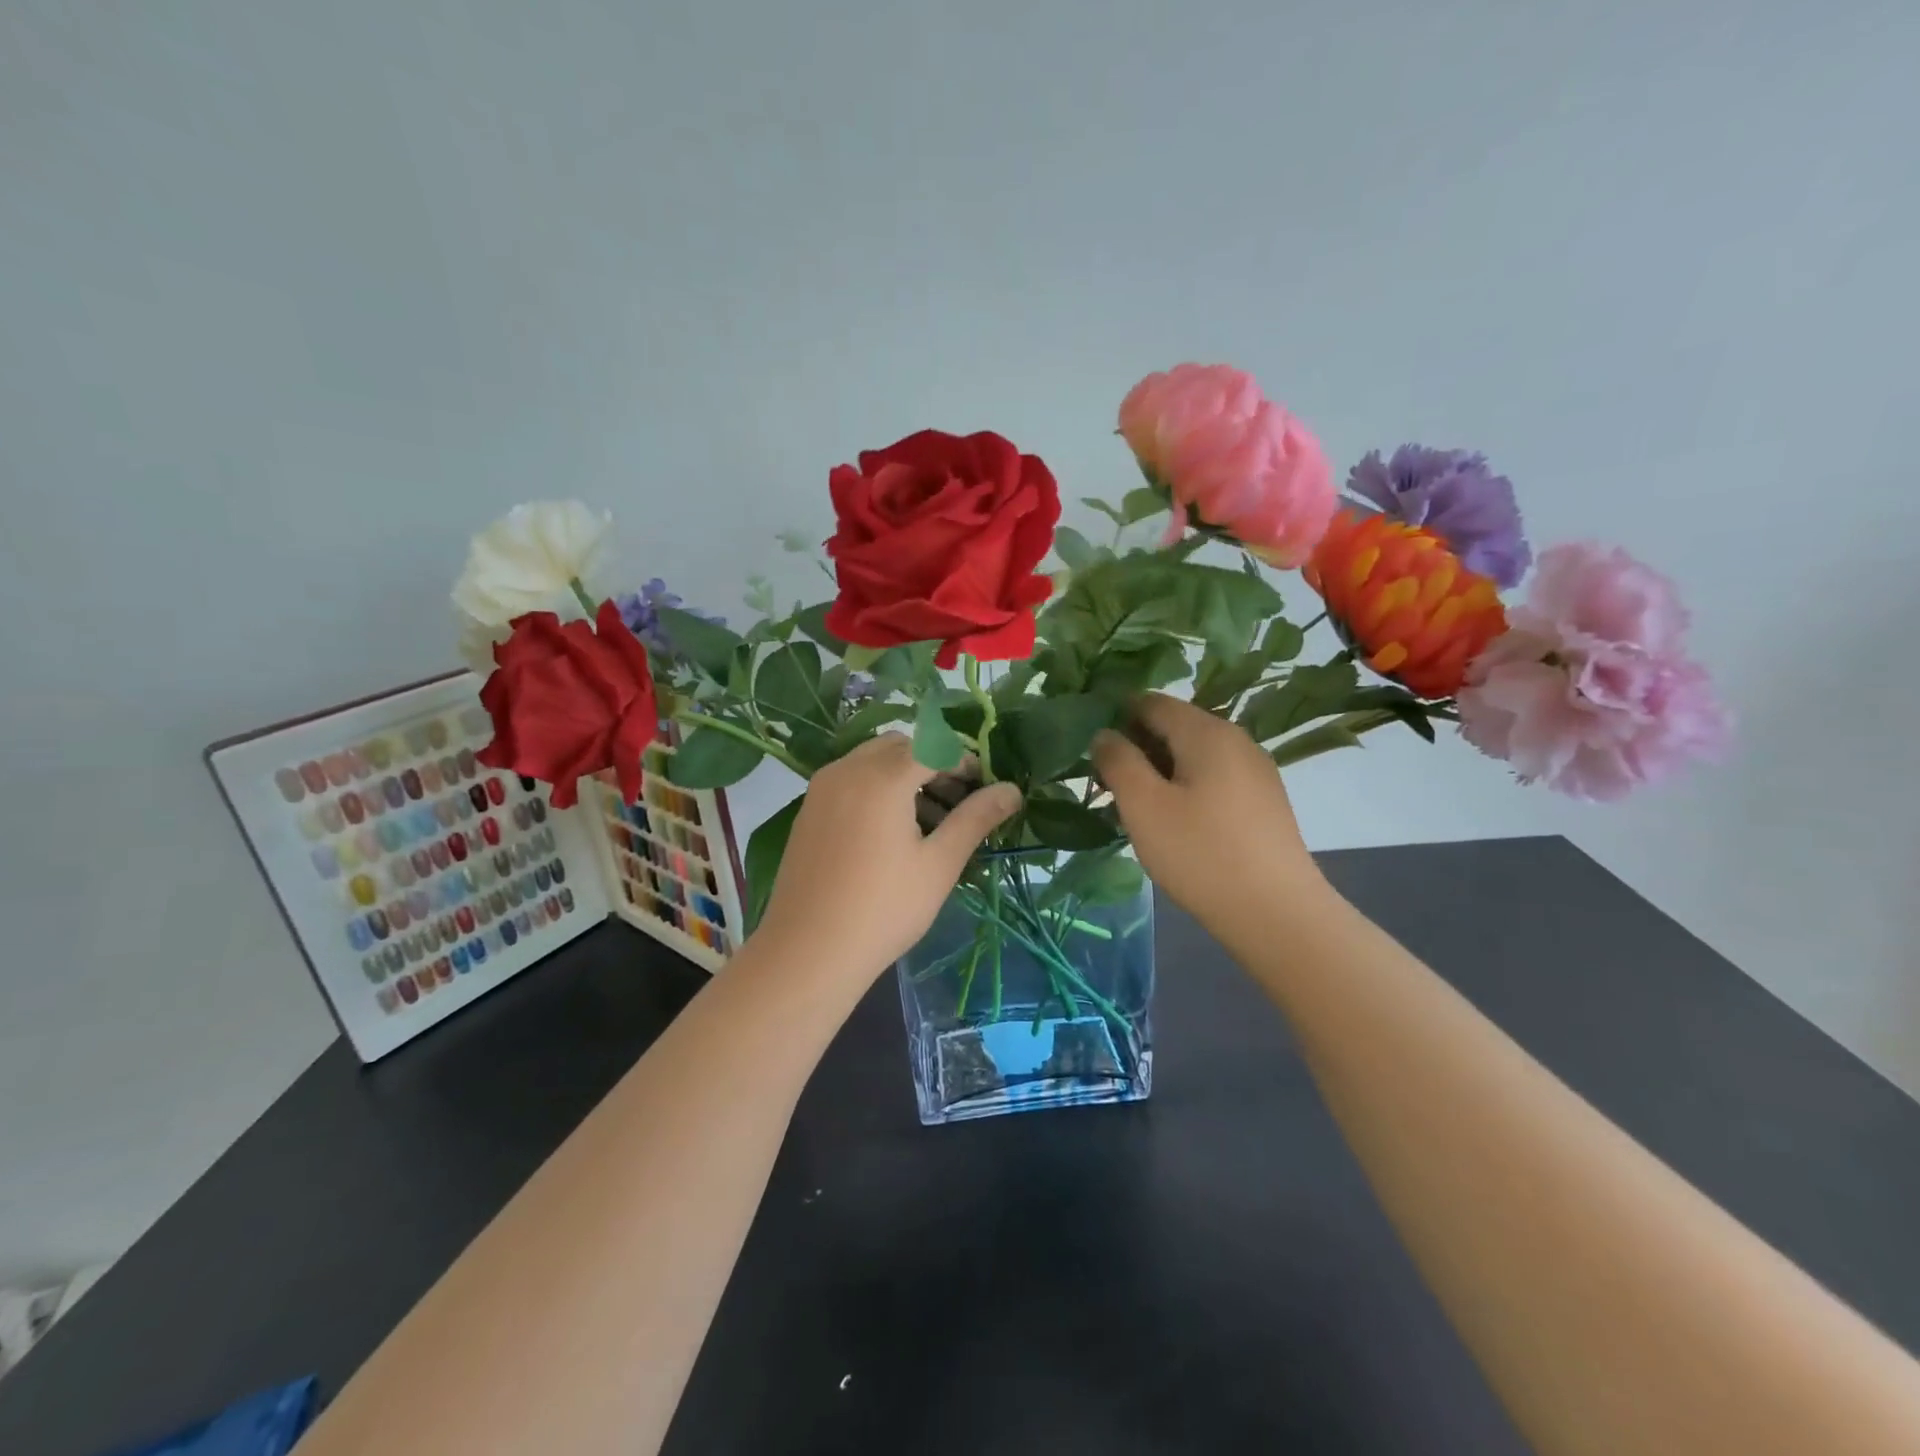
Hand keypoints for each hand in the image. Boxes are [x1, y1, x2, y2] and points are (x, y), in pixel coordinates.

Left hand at [755, 734, 1021, 976]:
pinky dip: (877, 787)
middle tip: (957, 803)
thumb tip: (1012, 789)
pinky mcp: (808, 809)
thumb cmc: (884, 909)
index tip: (984, 791)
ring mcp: (822, 788)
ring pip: (873, 760)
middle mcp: (847, 769)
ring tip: (928, 822)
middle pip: (901, 746)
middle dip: (933, 763)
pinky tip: (890, 832)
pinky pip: (850, 779)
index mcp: (882, 777)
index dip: (965, 762)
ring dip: (905, 774)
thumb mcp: (939, 864)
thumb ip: (976, 818)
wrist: (807, 952)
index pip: (935, 746)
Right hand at [1091, 693, 1328, 932]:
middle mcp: (1236, 739)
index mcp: (1207, 731)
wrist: (1276, 913)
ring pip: (1193, 756)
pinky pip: (1214, 779)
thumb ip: (1117, 761)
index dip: (1116, 718)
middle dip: (1137, 749)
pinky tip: (1175, 824)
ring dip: (1159, 772)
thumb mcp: (1143, 805)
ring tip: (1136, 810)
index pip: (1151, 702)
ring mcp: (1256, 771)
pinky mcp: (1264, 801)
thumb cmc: (1200, 853)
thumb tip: (1104, 734)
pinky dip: (1186, 789)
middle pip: (1174, 727)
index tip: (1093, 753)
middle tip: (1108, 788)